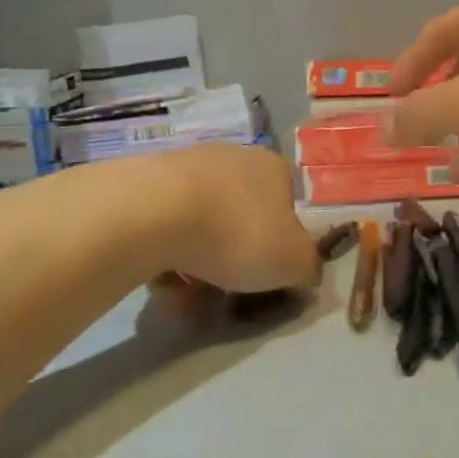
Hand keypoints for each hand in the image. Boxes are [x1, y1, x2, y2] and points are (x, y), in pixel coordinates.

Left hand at [149, 144, 320, 294]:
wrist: (156, 213)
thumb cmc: (239, 233)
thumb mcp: (293, 263)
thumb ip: (309, 268)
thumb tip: (307, 272)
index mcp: (275, 169)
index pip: (288, 207)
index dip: (281, 246)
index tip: (267, 276)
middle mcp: (235, 159)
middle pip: (242, 218)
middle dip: (234, 260)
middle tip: (224, 296)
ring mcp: (190, 167)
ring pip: (203, 226)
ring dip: (198, 265)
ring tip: (185, 299)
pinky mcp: (149, 183)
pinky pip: (166, 228)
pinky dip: (166, 257)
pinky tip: (159, 281)